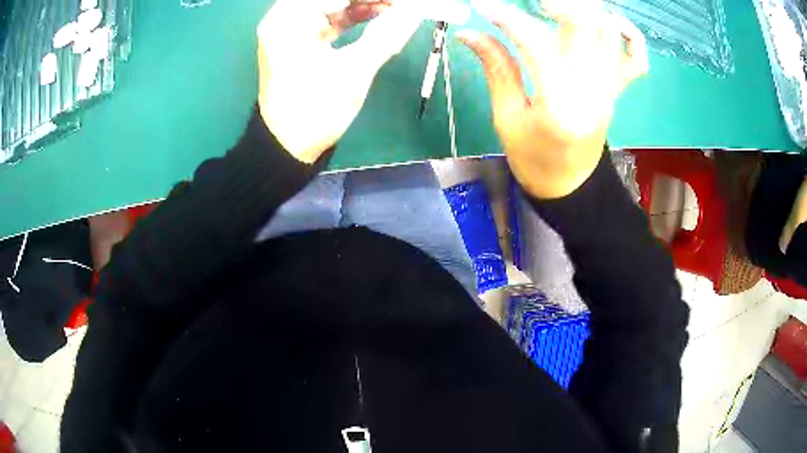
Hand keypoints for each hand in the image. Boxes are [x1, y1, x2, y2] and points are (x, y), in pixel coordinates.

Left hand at [257, 0, 421, 162]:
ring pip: (334, 4)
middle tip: (403, 5)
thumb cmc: (315, 111)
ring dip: (366, 4)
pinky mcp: (301, 39)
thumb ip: (387, 34)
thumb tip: (415, 10)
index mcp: (289, 20)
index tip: (406, 2)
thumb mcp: (353, 71)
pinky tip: (381, 15)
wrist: (287, 147)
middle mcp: (286, 17)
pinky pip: (332, 17)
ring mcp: (293, 28)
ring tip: (398, 9)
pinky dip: (356, 16)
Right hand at [458, 0, 648, 198]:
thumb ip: (496, 68)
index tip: (486, 8)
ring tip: (557, 13)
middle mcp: (592, 91)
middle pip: (587, 25)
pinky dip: (627, 34)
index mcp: (559, 106)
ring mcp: (610, 89)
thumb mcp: (507, 117)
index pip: (538, 45)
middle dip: (559, 4)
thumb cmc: (534, 159)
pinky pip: (636, 57)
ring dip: (586, 11)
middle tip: (536, 5)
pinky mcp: (617, 90)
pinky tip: (605, 25)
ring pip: (611, 30)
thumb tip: (469, 33)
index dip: (509, 19)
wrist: (571, 186)